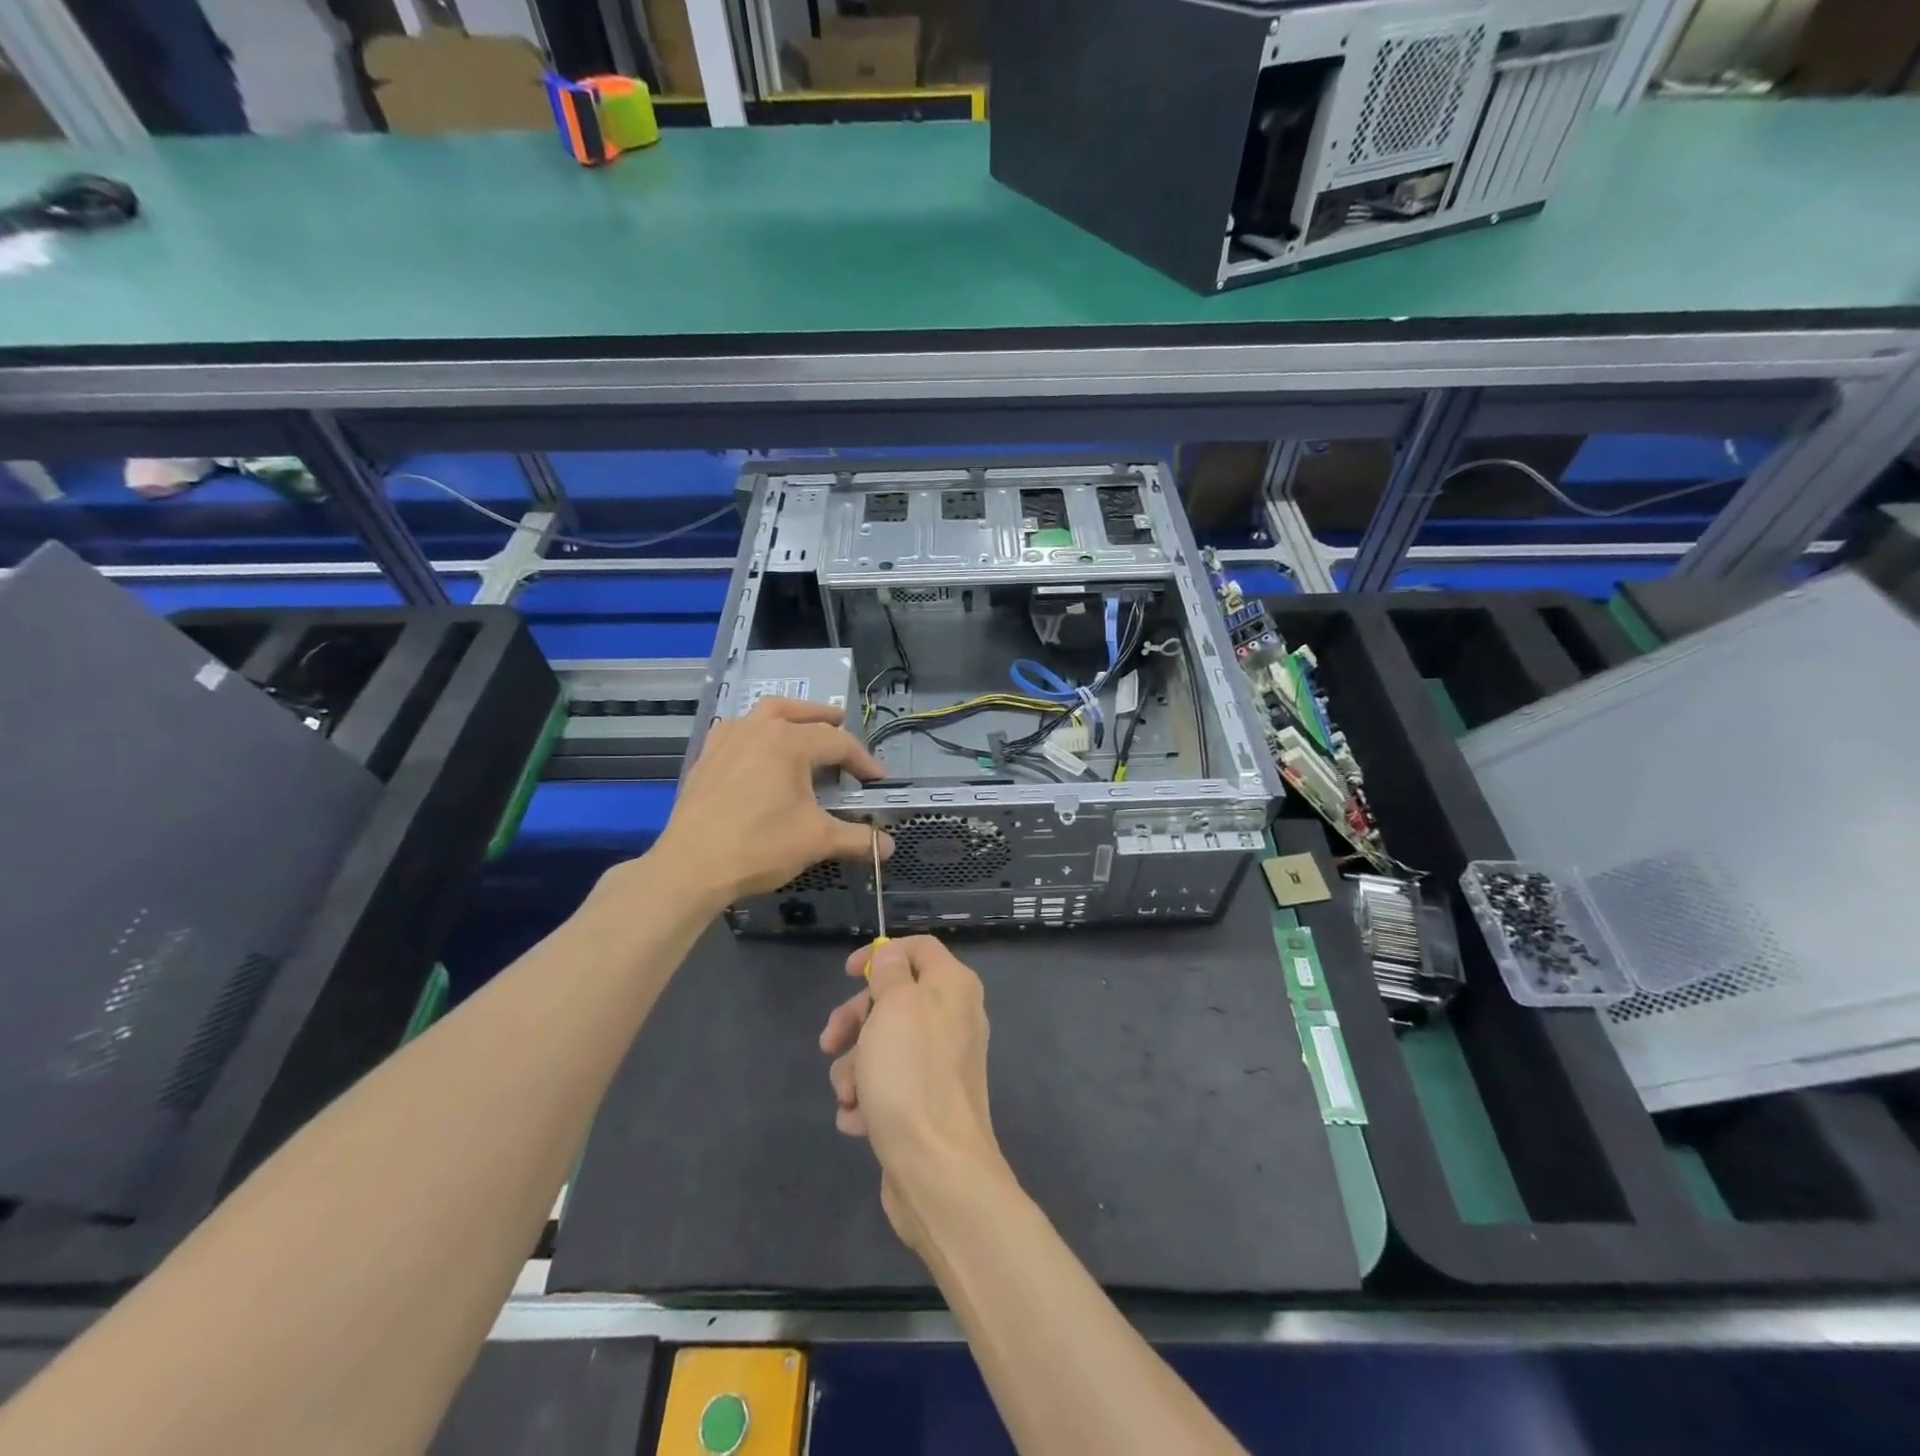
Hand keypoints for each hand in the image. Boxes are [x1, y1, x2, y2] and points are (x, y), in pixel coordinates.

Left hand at [653, 697, 891, 904]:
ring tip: (801, 727)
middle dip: (824, 718)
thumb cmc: (760, 846)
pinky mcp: (707, 757)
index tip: (877, 779)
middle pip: (798, 712)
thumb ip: (857, 839)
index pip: (838, 742)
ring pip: (764, 713)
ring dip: (788, 716)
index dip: (863, 760)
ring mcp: (727, 740)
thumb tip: (889, 848)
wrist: (691, 866)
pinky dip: (756, 731)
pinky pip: (737, 730)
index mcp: (789, 742)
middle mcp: (758, 729)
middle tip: (842, 723)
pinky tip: (758, 751)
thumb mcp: (817, 841)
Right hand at [820, 936, 1002, 1253]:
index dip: (883, 953)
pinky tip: (860, 1121)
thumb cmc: (911, 1073)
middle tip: (830, 1041)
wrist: (936, 1168)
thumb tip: (893, 957)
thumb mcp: (894, 1006)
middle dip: (855, 1021)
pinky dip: (868, 1100)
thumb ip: (891, 974)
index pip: (919, 949)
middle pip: (893, 1001)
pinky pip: (887, 1087)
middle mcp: (953, 1020)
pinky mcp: (925, 1105)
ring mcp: (939, 1065)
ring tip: (850, 1095)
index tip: (848, 973)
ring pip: (882, 1048)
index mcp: (953, 988)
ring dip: (855, 1069)